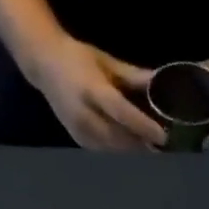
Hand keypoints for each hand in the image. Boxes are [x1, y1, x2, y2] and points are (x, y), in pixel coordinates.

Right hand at [26, 35, 164, 150]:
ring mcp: (78, 130)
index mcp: (91, 90)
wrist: (44, 65)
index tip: (163, 136)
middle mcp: (84, 114)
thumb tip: (160, 81)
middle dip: (142, 143)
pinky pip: (104, 149)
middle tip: (163, 145)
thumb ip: (133, 76)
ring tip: (152, 145)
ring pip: (112, 147)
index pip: (121, 113)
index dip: (143, 126)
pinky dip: (120, 148)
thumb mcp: (107, 62)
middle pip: (118, 136)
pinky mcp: (78, 139)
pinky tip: (132, 144)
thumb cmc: (78, 59)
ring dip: (133, 148)